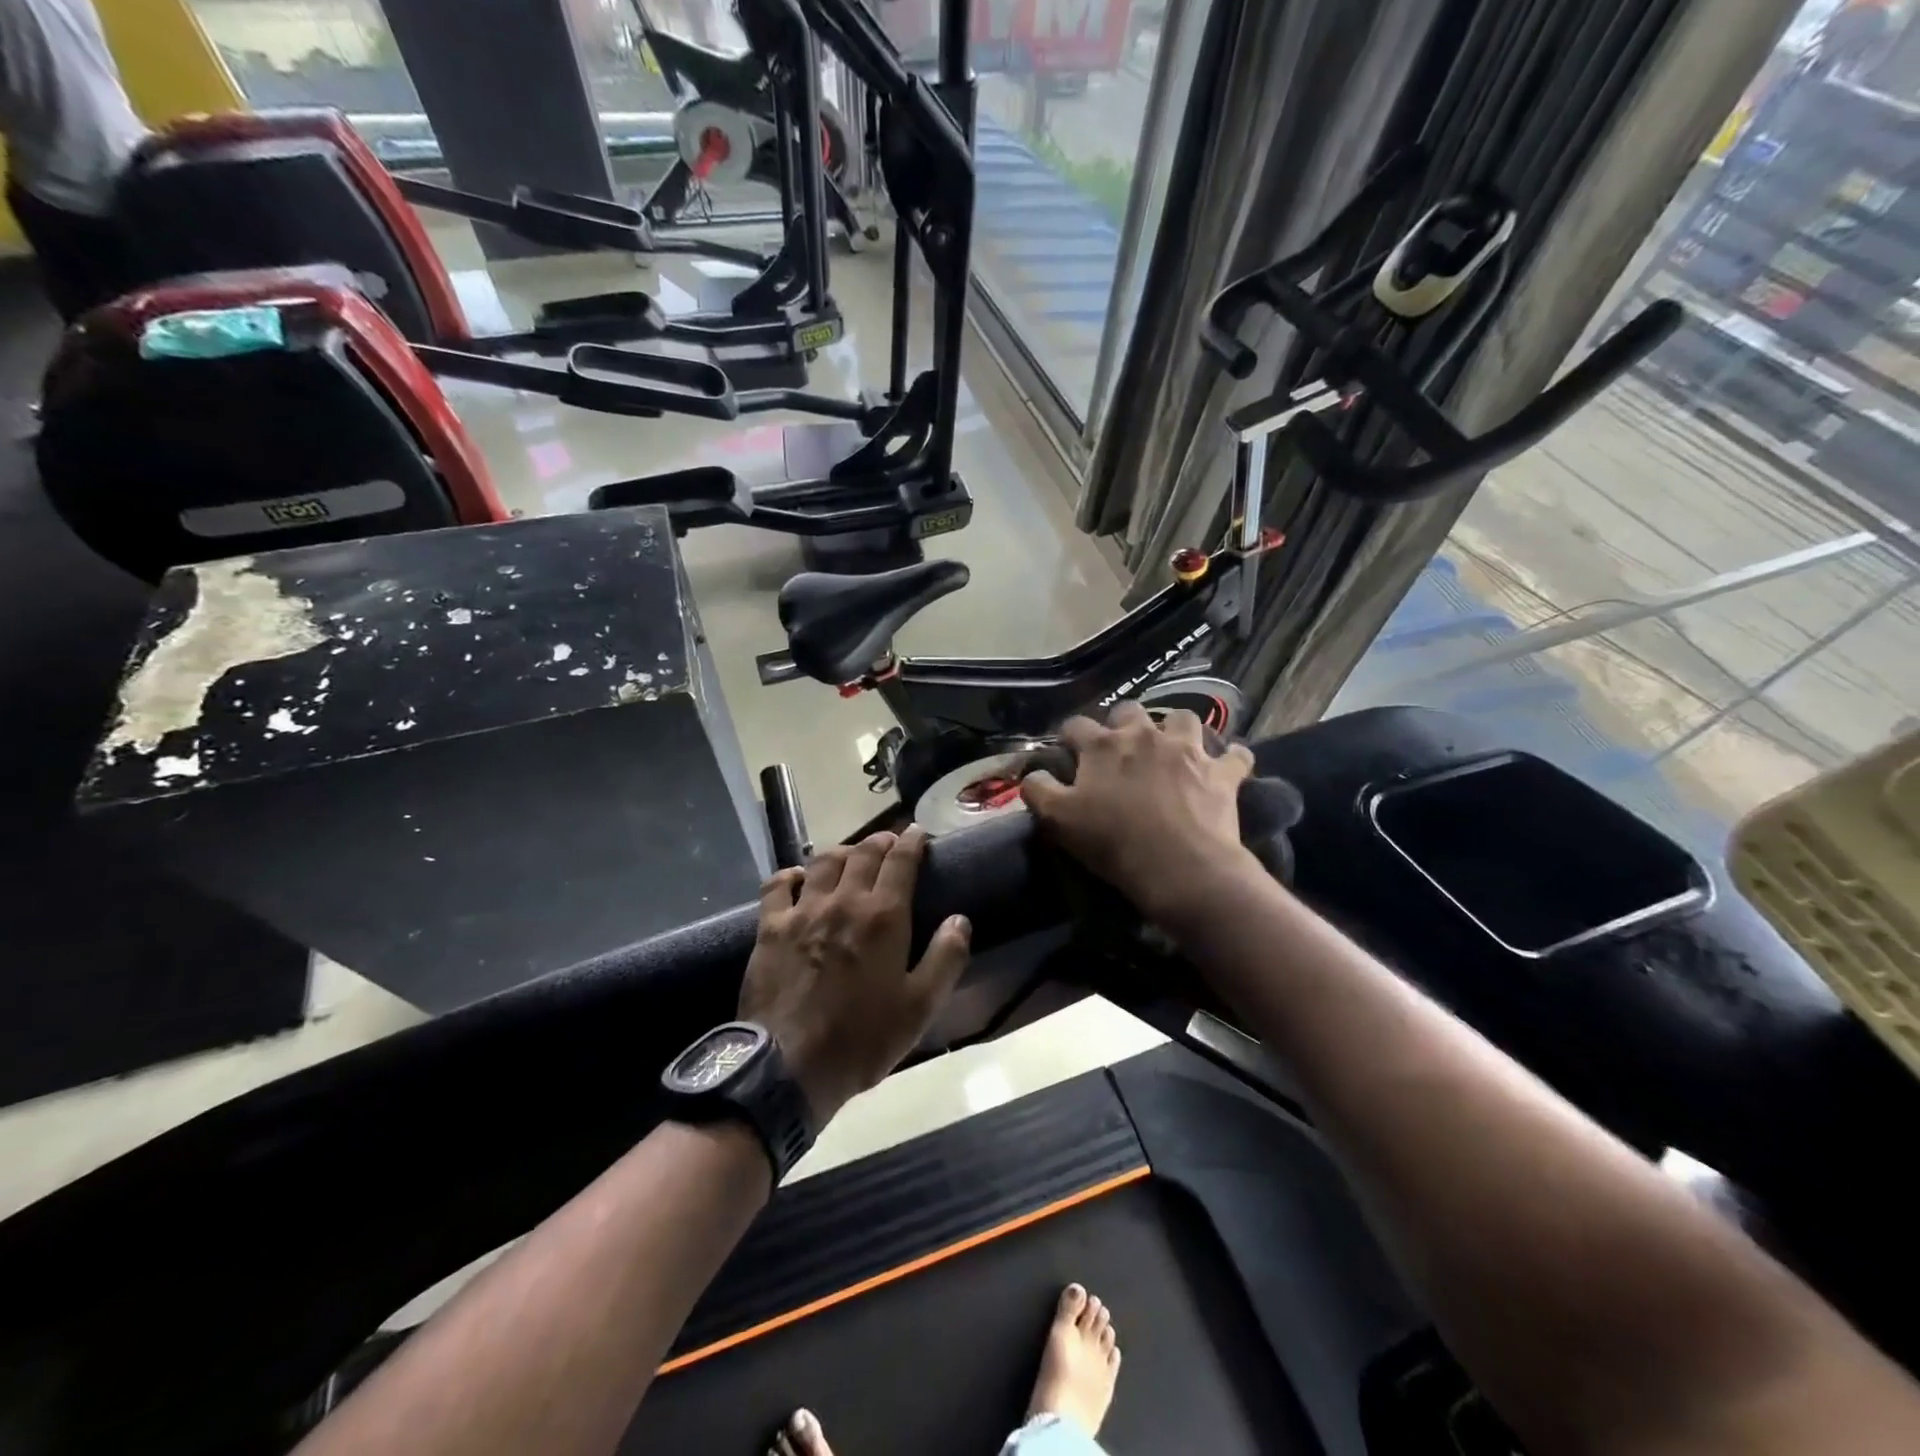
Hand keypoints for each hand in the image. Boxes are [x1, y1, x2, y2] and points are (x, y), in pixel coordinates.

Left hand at [739, 827, 970, 1125]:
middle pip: (863, 853)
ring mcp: (802, 910)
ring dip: (842, 851)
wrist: (789, 1065)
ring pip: (823, 861)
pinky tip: (799, 877)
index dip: (912, 841)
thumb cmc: (863, 1039)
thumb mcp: (920, 1007)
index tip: (919, 833)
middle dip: (880, 841)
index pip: (901, 860)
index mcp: (883, 916)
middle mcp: (843, 901)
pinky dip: (791, 873)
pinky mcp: (770, 927)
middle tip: (890, 842)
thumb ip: (945, 959)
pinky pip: (778, 884)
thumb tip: (960, 920)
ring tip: (851, 855)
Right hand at [1021, 702, 1257, 923]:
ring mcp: (1188, 750)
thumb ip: (1039, 790)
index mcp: (1103, 746)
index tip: (1068, 750)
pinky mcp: (1222, 772)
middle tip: (1121, 748)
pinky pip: (1235, 754)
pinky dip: (1231, 757)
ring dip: (1176, 729)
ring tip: (1172, 748)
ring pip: (1183, 718)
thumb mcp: (1058, 820)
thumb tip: (1033, 774)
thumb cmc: (1113, 843)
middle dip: (1123, 723)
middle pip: (1130, 711)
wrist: (1180, 868)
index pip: (1076, 725)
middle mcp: (1144, 736)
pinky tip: (1227, 765)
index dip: (1070, 736)